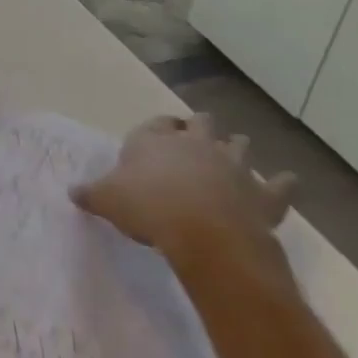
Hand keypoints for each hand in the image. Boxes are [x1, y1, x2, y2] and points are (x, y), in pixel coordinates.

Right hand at [74, 113, 296, 275]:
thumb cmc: (147, 208)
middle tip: (195, 141)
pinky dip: (282, 184)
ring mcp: (233, 165)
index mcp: (155, 140)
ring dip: (236, 148)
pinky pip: (279, 184)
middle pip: (202, 122)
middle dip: (200, 128)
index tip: (156, 138)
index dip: (158, 129)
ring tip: (233, 156)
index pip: (157, 123)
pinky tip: (285, 182)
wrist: (204, 235)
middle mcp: (195, 144)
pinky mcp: (263, 194)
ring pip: (239, 144)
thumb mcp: (105, 201)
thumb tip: (72, 191)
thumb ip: (89, 193)